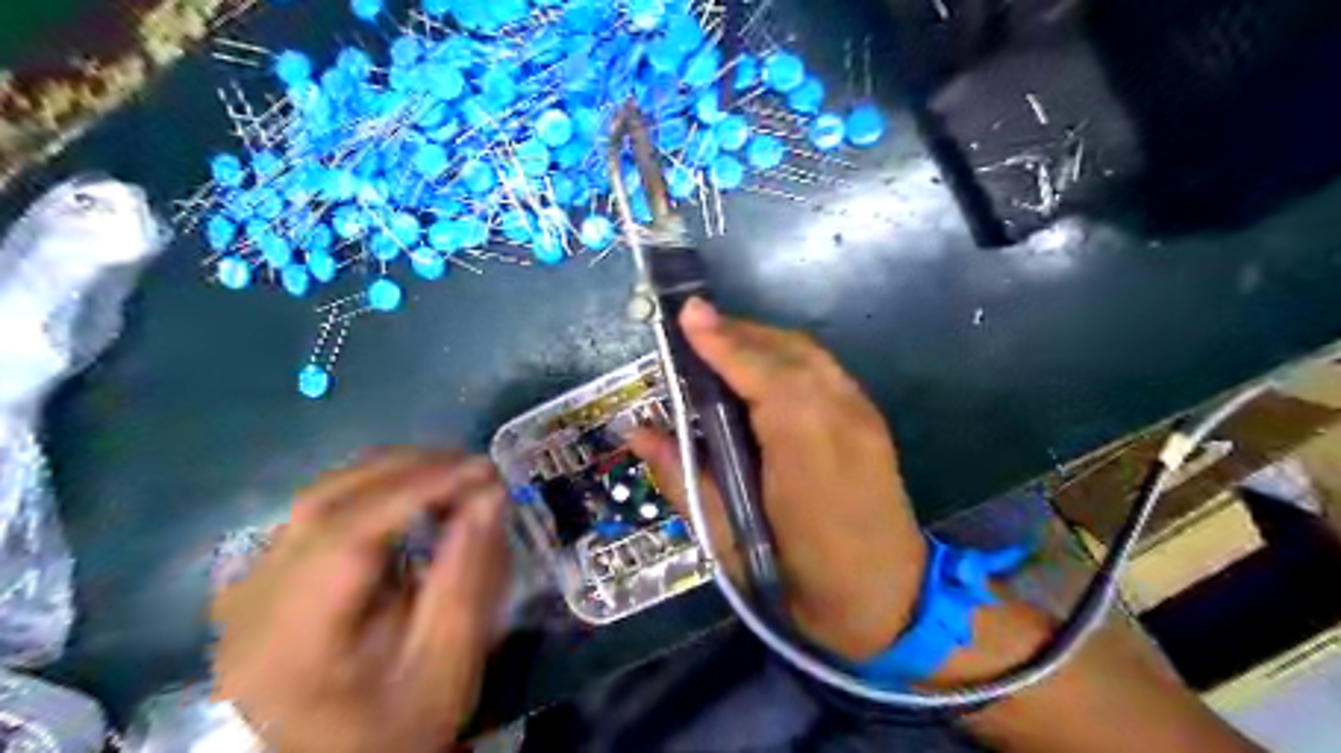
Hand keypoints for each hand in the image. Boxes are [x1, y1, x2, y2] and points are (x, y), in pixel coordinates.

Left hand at [213, 450, 512, 751]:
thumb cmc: (397, 731)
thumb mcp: (446, 667)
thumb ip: (469, 579)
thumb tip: (491, 496)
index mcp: (289, 644)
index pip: (346, 535)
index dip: (419, 489)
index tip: (484, 471)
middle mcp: (250, 604)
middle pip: (325, 503)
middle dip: (409, 471)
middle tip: (475, 467)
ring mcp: (248, 589)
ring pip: (319, 499)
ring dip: (392, 476)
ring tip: (453, 477)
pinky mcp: (264, 580)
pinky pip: (319, 514)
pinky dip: (373, 493)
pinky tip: (414, 499)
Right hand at [631, 296, 929, 661]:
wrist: (889, 604)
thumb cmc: (803, 584)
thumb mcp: (730, 542)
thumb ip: (684, 478)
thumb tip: (639, 431)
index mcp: (808, 454)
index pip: (764, 377)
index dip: (724, 343)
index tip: (687, 315)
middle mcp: (842, 420)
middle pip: (789, 353)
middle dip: (738, 334)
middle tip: (693, 333)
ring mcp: (863, 417)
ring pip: (808, 355)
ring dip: (761, 342)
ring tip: (719, 347)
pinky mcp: (870, 421)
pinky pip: (823, 370)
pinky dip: (786, 357)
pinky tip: (761, 372)